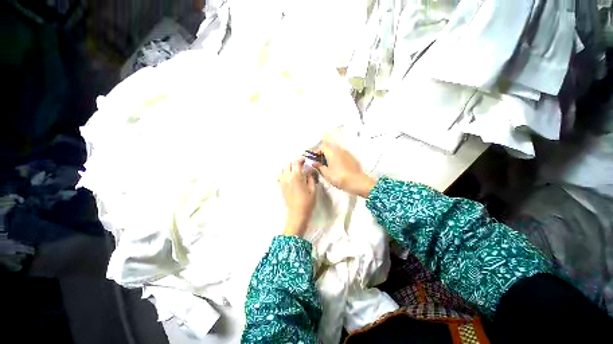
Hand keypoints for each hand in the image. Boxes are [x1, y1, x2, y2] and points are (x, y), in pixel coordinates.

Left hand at [278, 159, 316, 236]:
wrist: (297, 213)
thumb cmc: (307, 202)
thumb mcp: (312, 188)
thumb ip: (310, 177)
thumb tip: (309, 171)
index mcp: (296, 176)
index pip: (296, 162)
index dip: (300, 160)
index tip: (304, 161)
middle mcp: (287, 177)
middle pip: (288, 164)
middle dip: (295, 163)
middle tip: (301, 165)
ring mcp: (282, 182)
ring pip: (283, 169)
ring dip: (289, 167)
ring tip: (295, 171)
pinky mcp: (280, 186)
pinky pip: (280, 176)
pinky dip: (284, 173)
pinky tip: (289, 177)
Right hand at [314, 141, 375, 197]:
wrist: (357, 182)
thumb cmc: (339, 177)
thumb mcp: (327, 174)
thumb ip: (319, 167)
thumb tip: (314, 163)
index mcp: (332, 152)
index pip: (322, 146)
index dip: (316, 151)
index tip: (314, 158)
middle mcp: (339, 150)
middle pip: (329, 147)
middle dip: (323, 153)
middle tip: (320, 162)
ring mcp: (347, 153)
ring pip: (336, 151)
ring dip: (330, 155)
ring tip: (328, 165)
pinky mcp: (352, 157)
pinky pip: (342, 155)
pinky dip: (337, 158)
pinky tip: (337, 166)